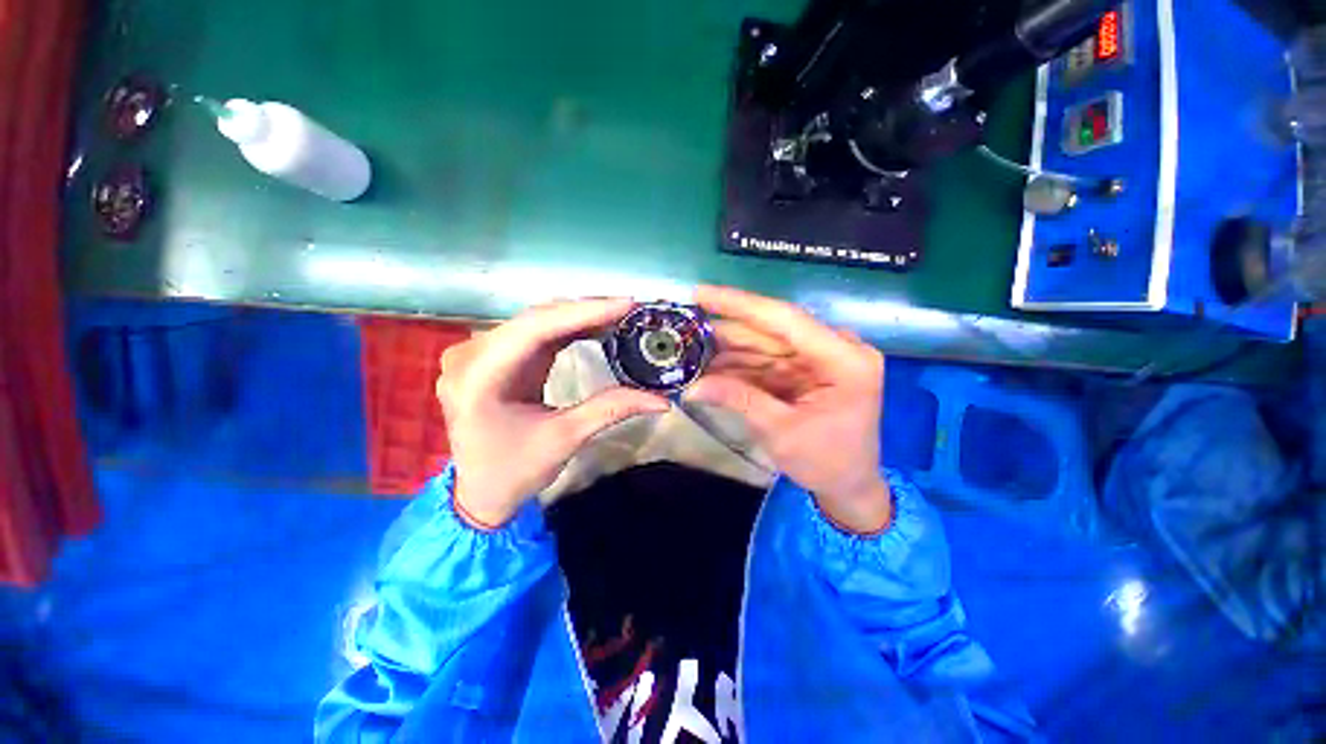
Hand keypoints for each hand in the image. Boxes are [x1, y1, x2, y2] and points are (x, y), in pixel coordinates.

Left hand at [437, 299, 669, 527]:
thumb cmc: (514, 471)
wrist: (480, 491)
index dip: (583, 313)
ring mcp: (481, 353)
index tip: (626, 304)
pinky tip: (596, 327)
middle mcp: (472, 356)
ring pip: (537, 321)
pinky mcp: (496, 358)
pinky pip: (535, 334)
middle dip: (586, 312)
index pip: (535, 330)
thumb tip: (662, 400)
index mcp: (478, 378)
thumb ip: (610, 409)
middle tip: (630, 309)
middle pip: (535, 319)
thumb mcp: (565, 439)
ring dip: (579, 317)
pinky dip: (568, 329)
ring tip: (619, 315)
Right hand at [685, 286, 890, 533]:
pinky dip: (736, 365)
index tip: (700, 293)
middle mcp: (834, 348)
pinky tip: (708, 366)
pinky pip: (764, 361)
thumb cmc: (828, 463)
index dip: (739, 304)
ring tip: (688, 349)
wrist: (849, 485)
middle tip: (684, 327)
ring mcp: (818, 358)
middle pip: (770, 330)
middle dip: (725, 331)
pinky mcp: (804, 369)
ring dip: (726, 349)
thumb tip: (691, 387)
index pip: (785, 319)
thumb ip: (738, 400)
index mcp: (844, 359)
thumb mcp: (781, 432)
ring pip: (762, 344)